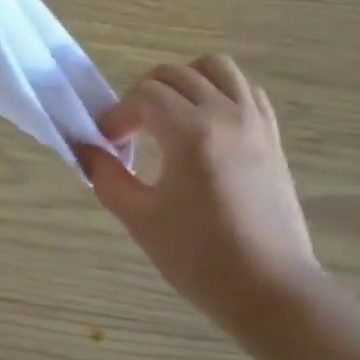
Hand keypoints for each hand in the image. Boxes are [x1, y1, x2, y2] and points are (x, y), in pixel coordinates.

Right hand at [81, 56, 319, 336]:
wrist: (272, 291)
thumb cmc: (201, 258)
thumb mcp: (142, 220)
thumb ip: (108, 178)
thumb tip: (86, 150)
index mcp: (191, 132)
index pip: (144, 96)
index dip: (119, 114)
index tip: (109, 143)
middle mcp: (225, 114)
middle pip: (175, 75)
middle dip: (144, 94)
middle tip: (132, 131)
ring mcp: (254, 122)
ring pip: (216, 68)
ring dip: (185, 80)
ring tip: (170, 115)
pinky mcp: (272, 137)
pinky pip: (245, 90)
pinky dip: (220, 92)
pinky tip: (206, 124)